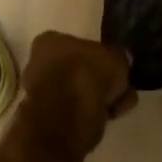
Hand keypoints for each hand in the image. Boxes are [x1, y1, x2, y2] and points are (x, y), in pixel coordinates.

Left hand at [21, 32, 135, 152]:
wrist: (67, 115)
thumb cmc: (87, 72)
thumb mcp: (116, 56)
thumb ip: (118, 58)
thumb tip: (119, 62)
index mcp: (49, 41)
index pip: (77, 45)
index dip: (100, 57)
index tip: (115, 68)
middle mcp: (39, 65)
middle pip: (79, 71)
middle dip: (101, 82)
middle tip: (122, 88)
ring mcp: (42, 94)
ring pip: (80, 93)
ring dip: (101, 99)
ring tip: (120, 105)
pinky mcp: (48, 120)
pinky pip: (77, 112)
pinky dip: (93, 115)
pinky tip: (111, 116)